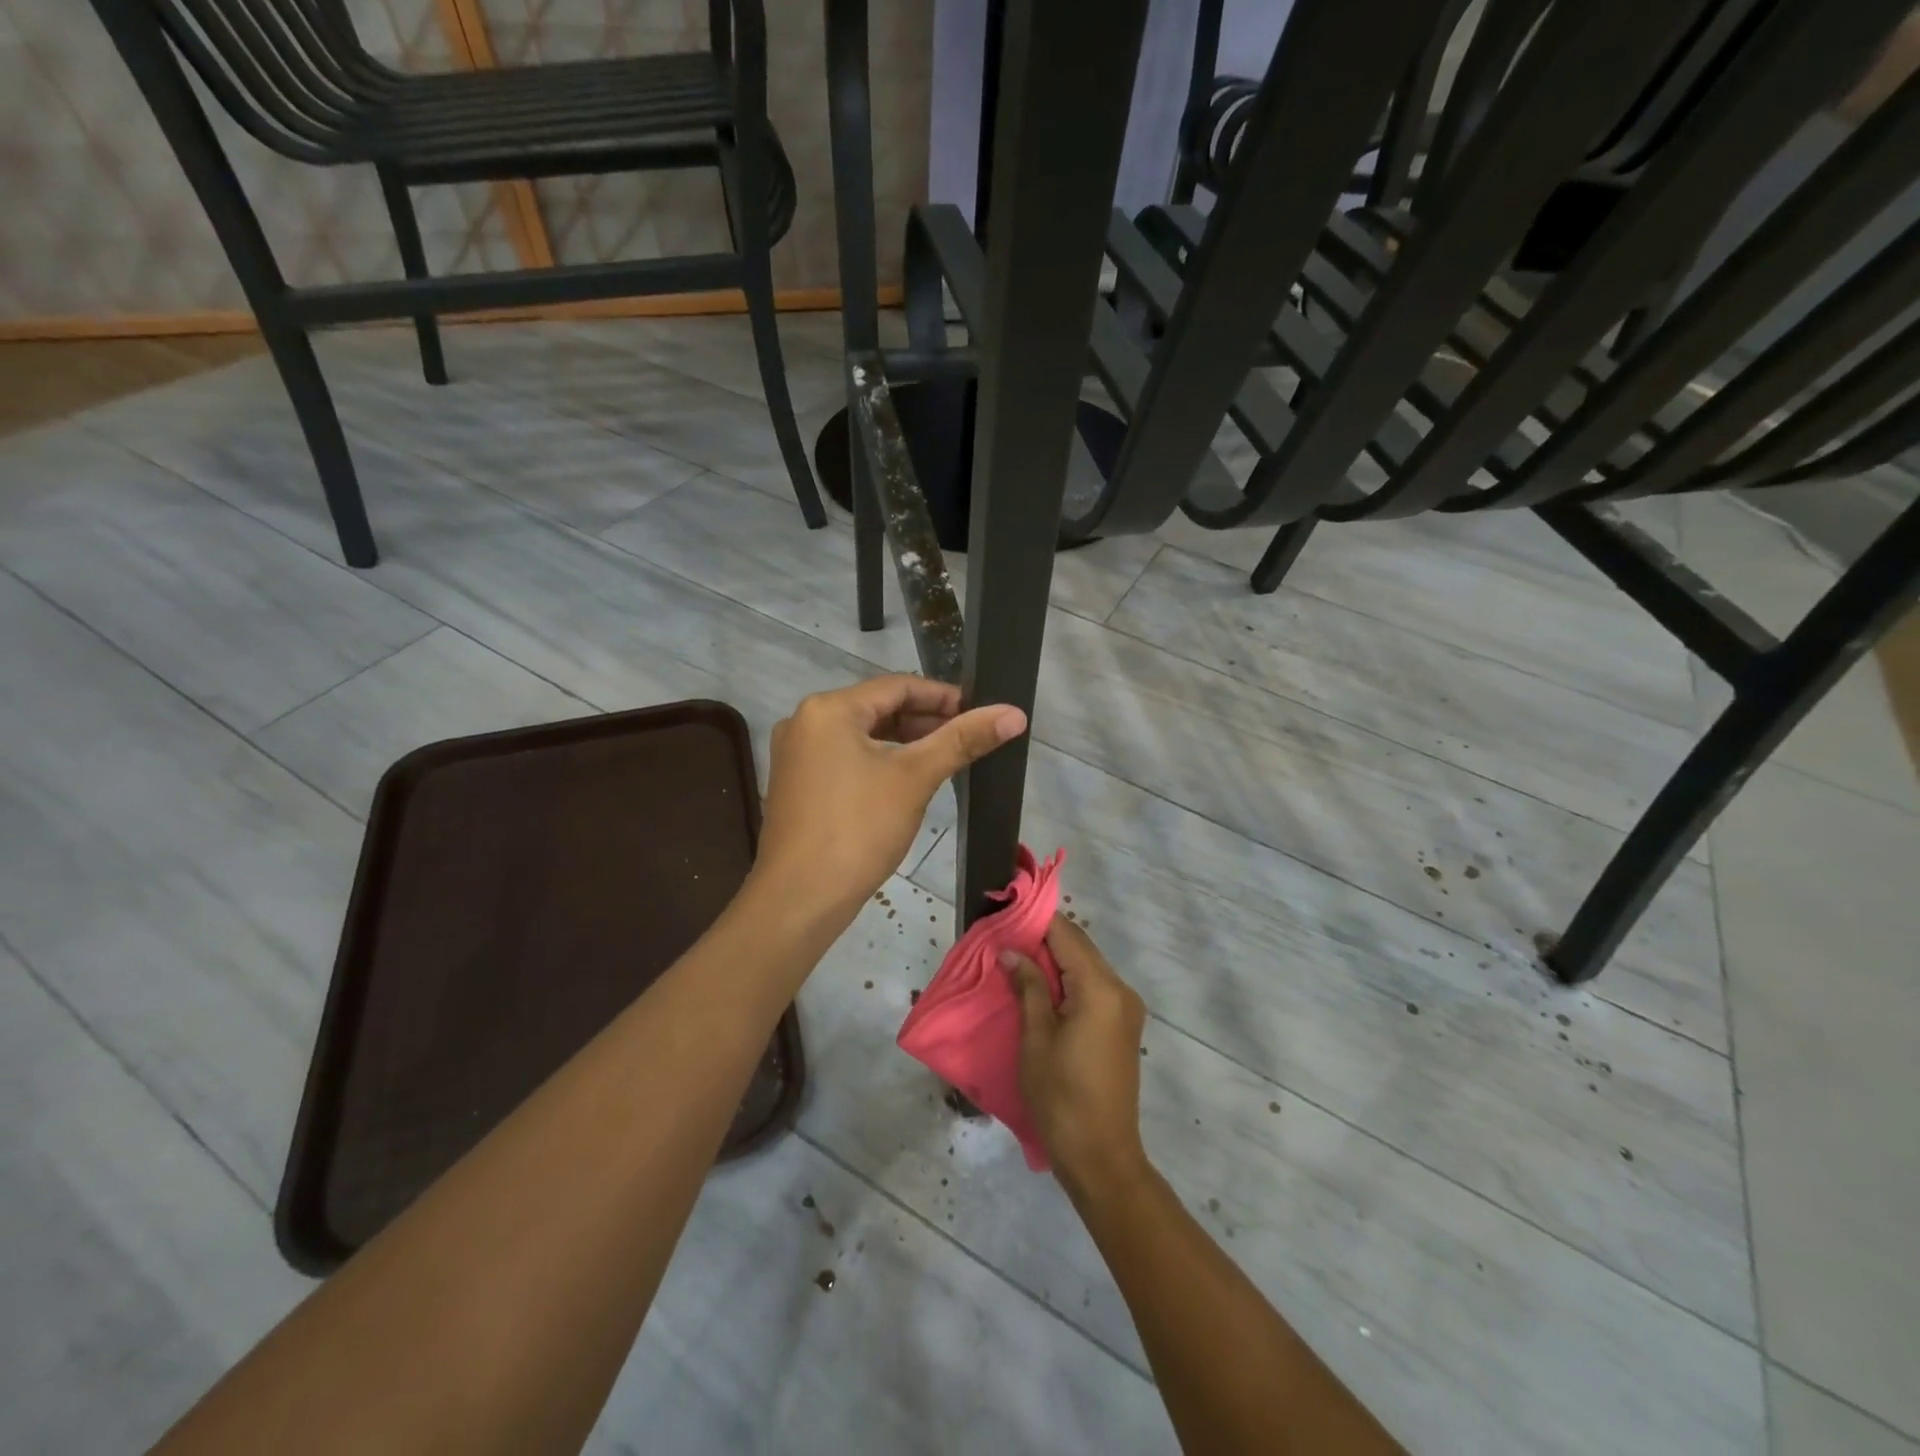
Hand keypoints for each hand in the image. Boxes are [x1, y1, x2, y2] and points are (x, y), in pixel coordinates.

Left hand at [756, 676, 1025, 924]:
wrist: (799, 899)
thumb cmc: (858, 829)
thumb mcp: (915, 778)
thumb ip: (962, 740)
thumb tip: (1014, 713)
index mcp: (828, 709)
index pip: (897, 687)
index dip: (943, 696)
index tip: (981, 711)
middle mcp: (805, 722)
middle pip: (877, 709)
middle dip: (925, 721)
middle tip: (969, 737)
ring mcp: (796, 755)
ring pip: (862, 736)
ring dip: (904, 742)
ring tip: (947, 757)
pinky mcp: (797, 785)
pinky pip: (846, 759)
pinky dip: (879, 762)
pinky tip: (908, 781)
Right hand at [1006, 917, 1150, 1200]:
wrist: (1101, 1156)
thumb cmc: (1061, 1096)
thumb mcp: (1036, 1038)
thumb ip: (1027, 986)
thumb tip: (1011, 952)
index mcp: (1100, 988)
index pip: (1067, 935)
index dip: (1035, 922)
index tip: (1004, 917)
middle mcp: (1120, 989)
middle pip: (1079, 947)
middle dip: (1043, 940)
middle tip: (1004, 941)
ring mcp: (1126, 1008)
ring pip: (1086, 965)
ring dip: (1054, 960)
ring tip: (1016, 962)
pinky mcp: (1123, 1025)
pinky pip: (1093, 986)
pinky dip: (1067, 980)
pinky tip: (1040, 988)